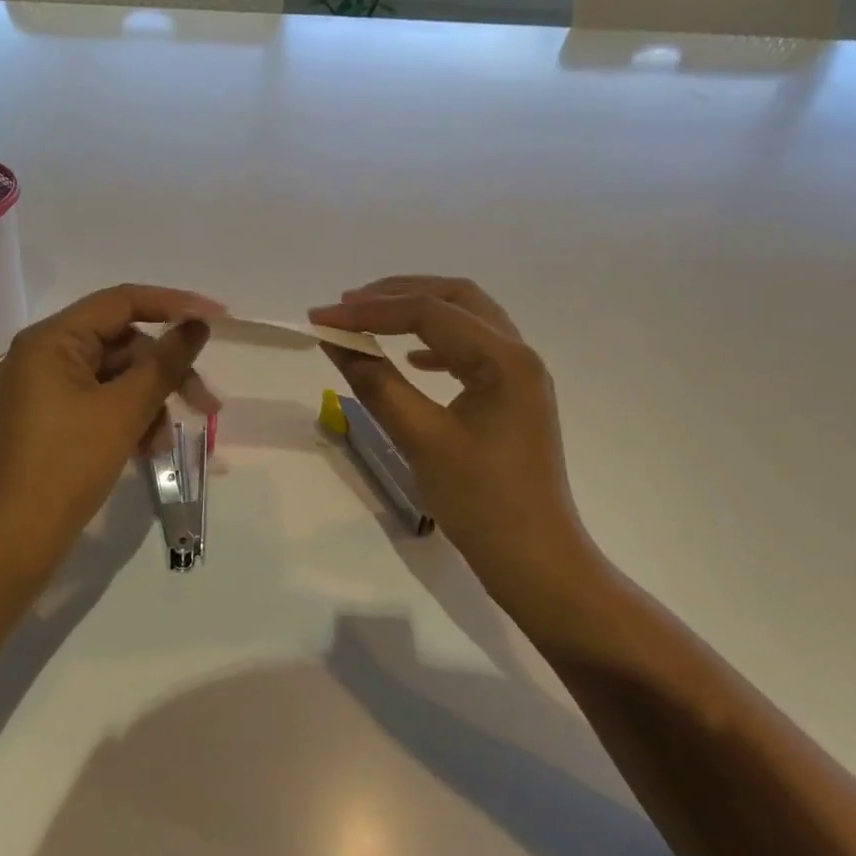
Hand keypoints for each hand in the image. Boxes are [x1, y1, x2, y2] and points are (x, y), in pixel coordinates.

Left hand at [0, 284, 222, 585]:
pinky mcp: (53, 420)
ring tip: (164, 444)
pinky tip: (147, 452)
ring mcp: (46, 389)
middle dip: (166, 373)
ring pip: (118, 378)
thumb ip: (166, 363)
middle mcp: (45, 355)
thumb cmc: (66, 467)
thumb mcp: (124, 411)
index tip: (218, 319)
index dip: (174, 305)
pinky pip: (102, 403)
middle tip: (207, 406)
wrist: (12, 543)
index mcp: (51, 340)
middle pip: (123, 344)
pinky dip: (130, 420)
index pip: (121, 301)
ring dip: (150, 404)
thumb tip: (198, 325)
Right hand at [309, 277, 589, 605]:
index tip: (320, 318)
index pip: (428, 313)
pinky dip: (437, 344)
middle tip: (348, 304)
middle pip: (456, 298)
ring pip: (467, 319)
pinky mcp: (513, 395)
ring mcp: (521, 374)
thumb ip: (376, 383)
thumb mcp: (420, 439)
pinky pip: (473, 349)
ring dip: (419, 313)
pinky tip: (413, 361)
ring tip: (372, 320)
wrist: (536, 560)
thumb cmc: (480, 502)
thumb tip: (336, 343)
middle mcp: (519, 353)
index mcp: (503, 359)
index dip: (369, 311)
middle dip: (399, 294)